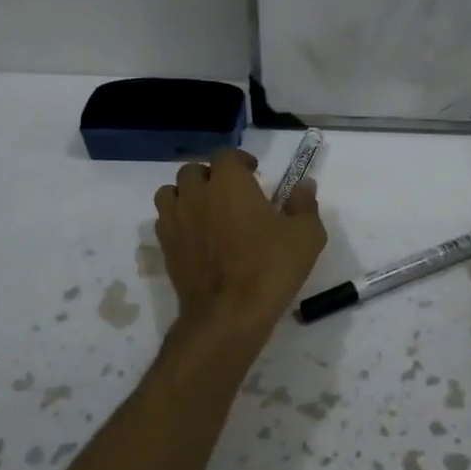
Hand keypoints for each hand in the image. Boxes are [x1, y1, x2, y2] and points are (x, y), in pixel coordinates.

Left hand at [154, 148, 326, 333]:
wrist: (229, 314)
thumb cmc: (270, 267)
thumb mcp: (306, 235)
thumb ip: (304, 204)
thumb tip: (304, 185)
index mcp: (229, 182)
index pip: (226, 155)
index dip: (239, 160)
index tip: (254, 173)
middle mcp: (197, 194)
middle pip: (193, 171)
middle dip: (210, 176)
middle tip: (230, 193)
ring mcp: (176, 220)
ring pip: (170, 193)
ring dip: (186, 195)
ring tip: (205, 210)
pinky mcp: (166, 247)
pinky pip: (164, 221)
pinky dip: (177, 221)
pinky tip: (195, 237)